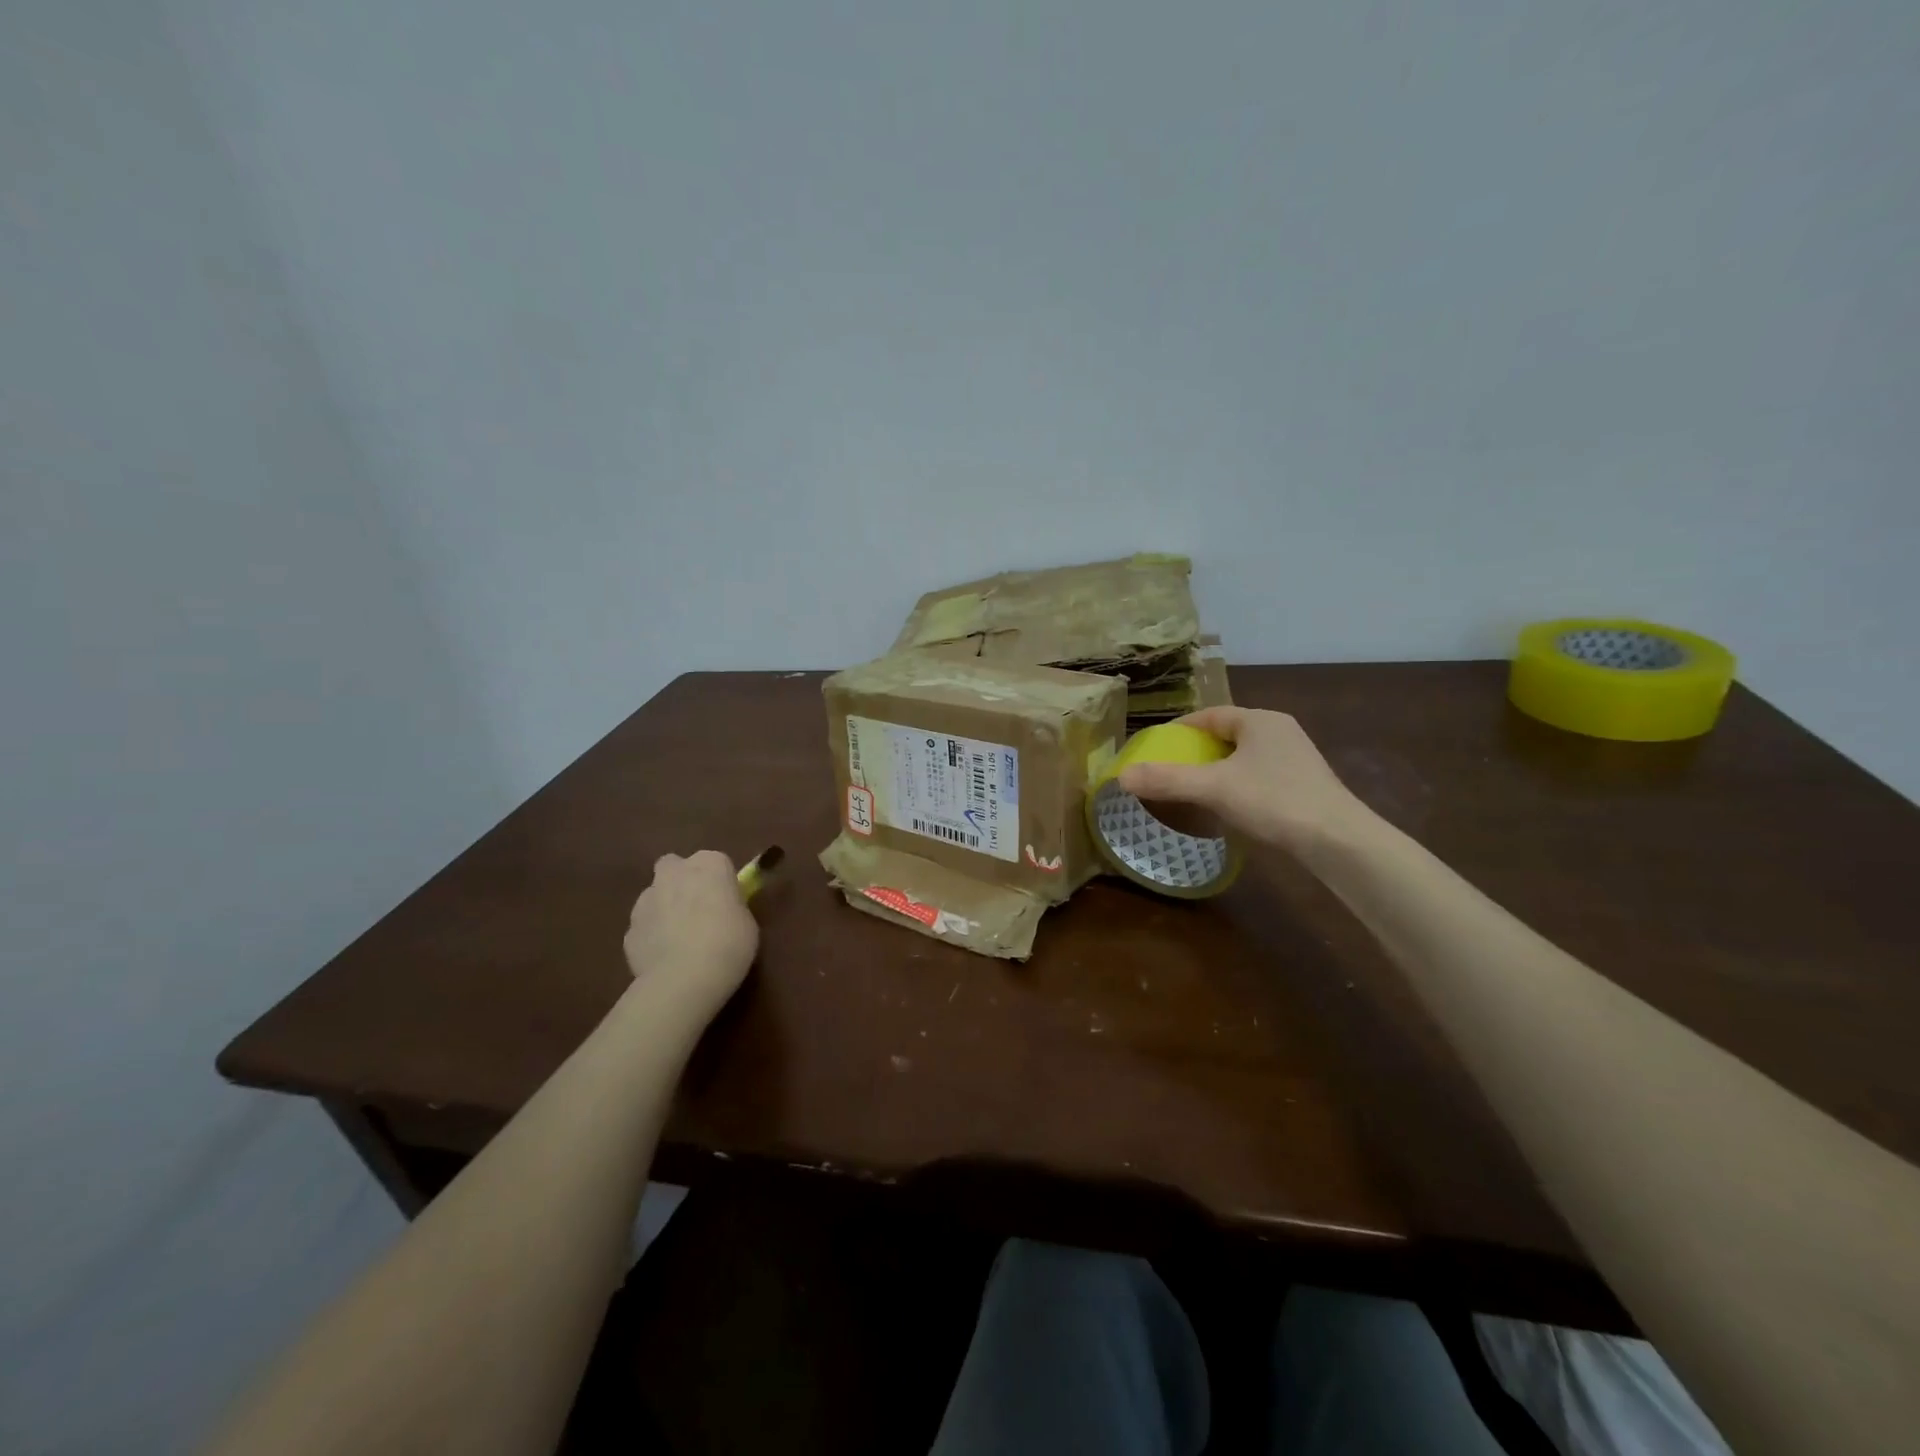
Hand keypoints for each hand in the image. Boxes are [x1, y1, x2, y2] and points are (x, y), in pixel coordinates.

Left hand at [622, 851, 758, 1009]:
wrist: (685, 978)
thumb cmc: (729, 943)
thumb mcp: (746, 921)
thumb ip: (730, 906)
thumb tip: (720, 908)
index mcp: (709, 864)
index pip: (716, 862)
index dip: (720, 882)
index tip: (727, 902)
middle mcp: (674, 873)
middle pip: (675, 867)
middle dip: (682, 882)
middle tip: (697, 909)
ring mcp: (645, 900)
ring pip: (655, 896)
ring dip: (664, 908)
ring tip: (680, 940)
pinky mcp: (629, 929)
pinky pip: (644, 927)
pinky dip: (652, 937)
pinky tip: (665, 958)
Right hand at [1117, 706, 1370, 856]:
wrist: (1337, 840)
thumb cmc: (1273, 801)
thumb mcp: (1213, 789)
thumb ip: (1167, 780)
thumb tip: (1121, 776)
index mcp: (1259, 720)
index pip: (1211, 715)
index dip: (1181, 728)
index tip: (1158, 745)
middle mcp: (1280, 731)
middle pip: (1228, 734)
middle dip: (1199, 749)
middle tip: (1172, 767)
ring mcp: (1296, 758)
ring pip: (1245, 756)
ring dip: (1219, 768)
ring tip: (1194, 787)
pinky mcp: (1305, 784)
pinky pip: (1260, 775)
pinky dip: (1239, 784)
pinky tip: (1229, 806)